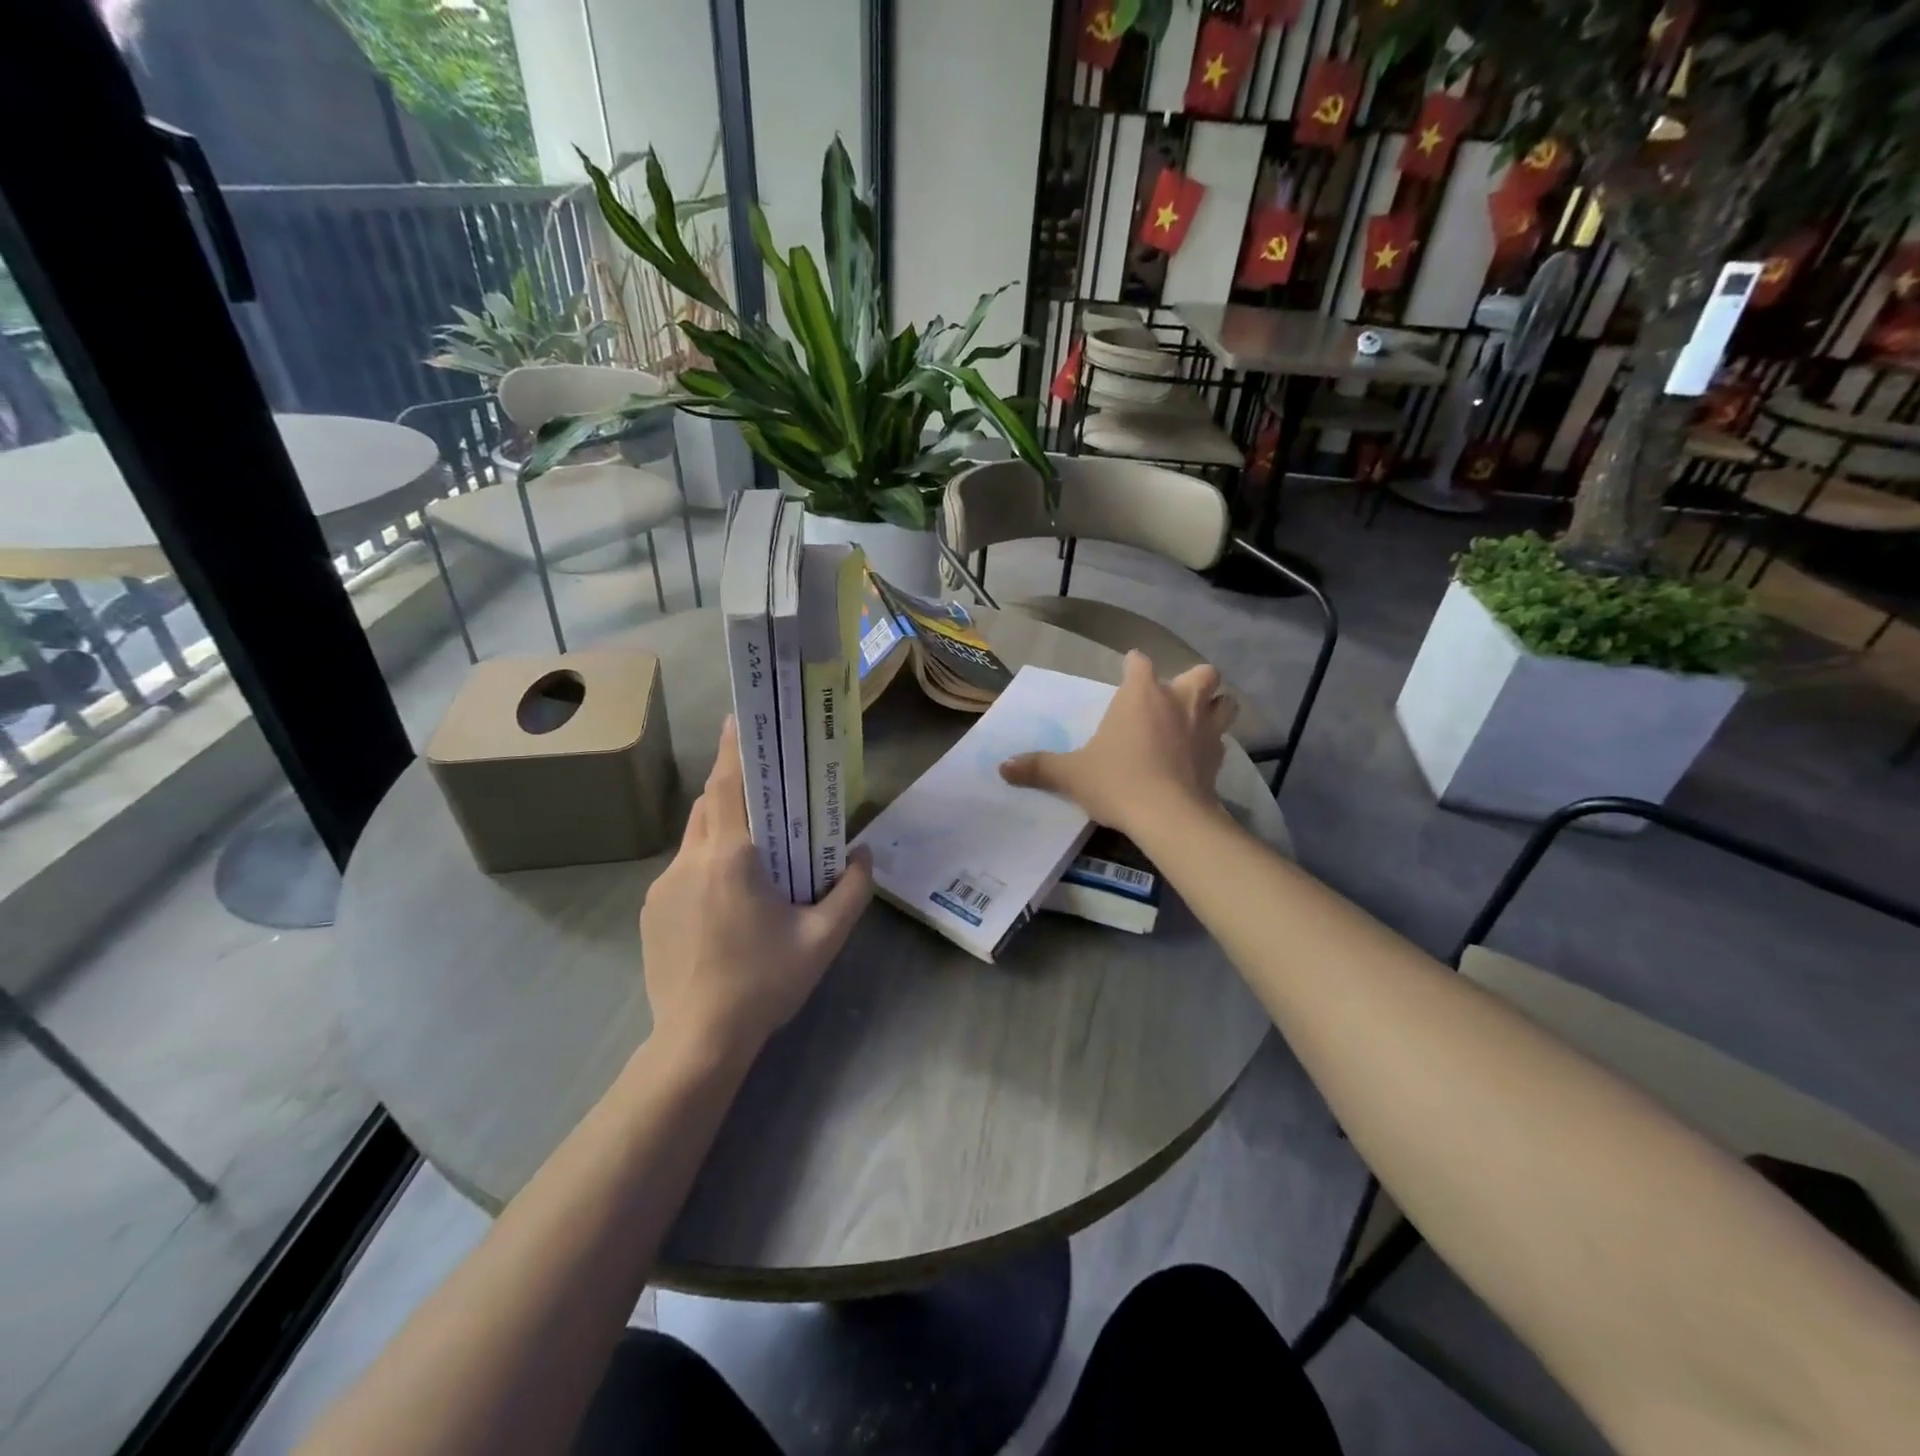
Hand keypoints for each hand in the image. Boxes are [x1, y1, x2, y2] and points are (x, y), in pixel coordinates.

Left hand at [640, 717, 873, 1064]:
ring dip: (720, 830)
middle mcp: (690, 862)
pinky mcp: (652, 912)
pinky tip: (727, 903)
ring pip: (694, 838)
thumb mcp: (823, 939)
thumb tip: (864, 855)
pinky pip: (682, 871)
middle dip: (733, 790)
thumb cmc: (764, 983)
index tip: (739, 719)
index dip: (732, 749)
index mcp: (731, 858)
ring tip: (752, 852)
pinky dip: (706, 866)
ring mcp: (663, 887)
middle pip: (708, 806)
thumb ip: (851, 891)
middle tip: (766, 793)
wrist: (698, 1042)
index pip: (726, 786)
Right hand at [999, 651, 1235, 836]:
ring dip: (1216, 707)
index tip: (1128, 672)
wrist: (1168, 816)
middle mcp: (1179, 701)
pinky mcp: (1219, 758)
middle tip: (1174, 700)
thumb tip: (1002, 767)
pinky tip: (1198, 759)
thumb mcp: (1071, 775)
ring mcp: (1205, 728)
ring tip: (1197, 722)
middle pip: (1201, 673)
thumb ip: (1039, 767)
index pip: (1139, 662)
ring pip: (1226, 703)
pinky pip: (1222, 742)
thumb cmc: (1117, 781)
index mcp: (1141, 694)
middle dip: (1193, 680)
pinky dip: (1212, 745)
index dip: (1133, 665)